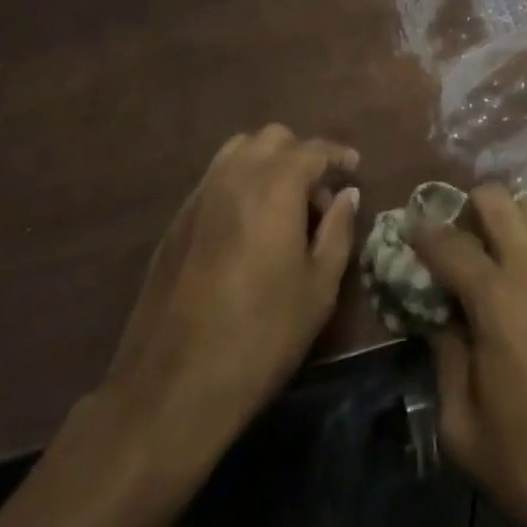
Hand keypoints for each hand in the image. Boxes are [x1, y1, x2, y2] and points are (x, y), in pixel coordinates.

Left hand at [0, 125, 358, 526]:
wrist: (172, 387)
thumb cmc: (260, 337)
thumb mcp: (318, 290)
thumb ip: (337, 231)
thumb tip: (347, 194)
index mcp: (275, 185)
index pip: (313, 150)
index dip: (337, 155)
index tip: (353, 168)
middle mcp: (236, 175)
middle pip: (274, 138)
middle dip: (301, 155)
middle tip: (316, 196)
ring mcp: (201, 194)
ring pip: (240, 150)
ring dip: (266, 161)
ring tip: (281, 203)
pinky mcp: (178, 219)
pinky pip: (216, 177)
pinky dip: (239, 181)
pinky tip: (247, 224)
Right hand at [412, 187, 526, 526]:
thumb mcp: (466, 430)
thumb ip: (445, 360)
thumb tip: (441, 317)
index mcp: (497, 297)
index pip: (448, 242)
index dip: (423, 232)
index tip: (410, 231)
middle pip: (495, 197)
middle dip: (468, 208)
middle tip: (460, 243)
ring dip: (510, 221)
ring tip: (501, 258)